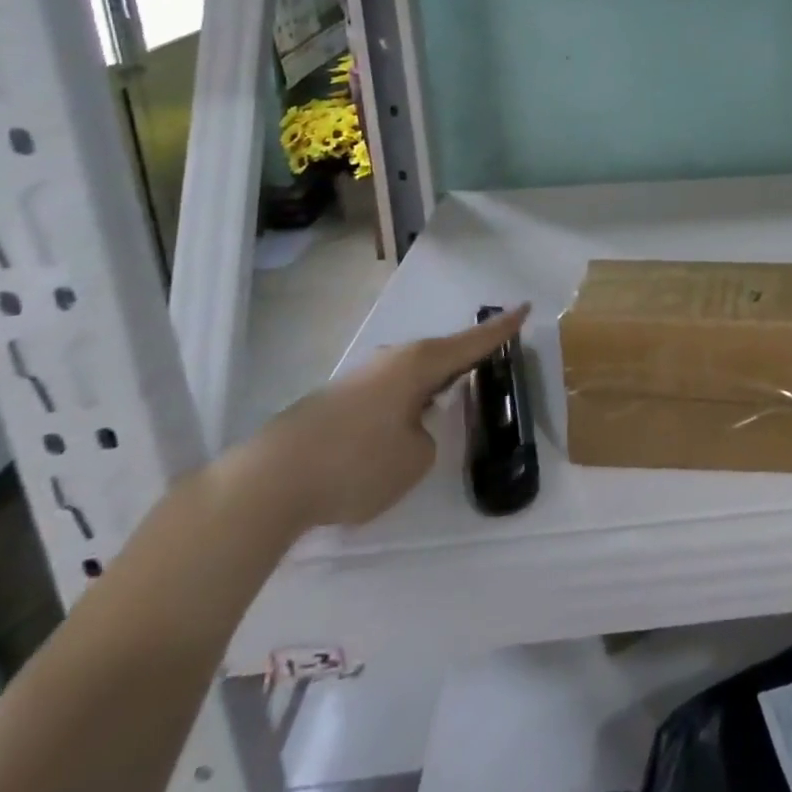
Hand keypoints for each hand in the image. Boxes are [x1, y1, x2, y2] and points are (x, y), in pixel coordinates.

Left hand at [230, 305, 529, 532]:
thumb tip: (411, 430)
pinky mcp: (335, 403)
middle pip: (439, 355)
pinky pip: (385, 397)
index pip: (473, 342)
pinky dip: (401, 407)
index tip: (525, 307)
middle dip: (461, 363)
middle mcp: (391, 361)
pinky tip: (394, 435)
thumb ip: (428, 438)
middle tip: (483, 370)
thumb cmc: (356, 464)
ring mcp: (359, 380)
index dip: (502, 328)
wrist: (266, 484)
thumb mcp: (415, 459)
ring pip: (409, 378)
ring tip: (440, 410)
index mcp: (419, 364)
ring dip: (428, 389)